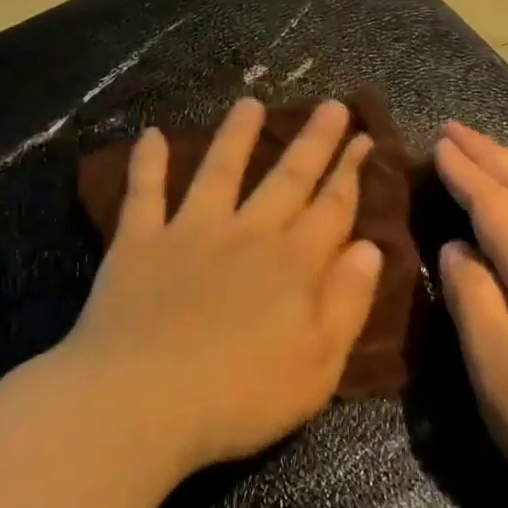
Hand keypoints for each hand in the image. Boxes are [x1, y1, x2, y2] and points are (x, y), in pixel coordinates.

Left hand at [63, 98, 384, 477]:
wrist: (139, 403)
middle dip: (314, 141)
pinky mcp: (139, 243)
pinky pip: (144, 194)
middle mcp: (246, 234)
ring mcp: (189, 233)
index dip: (351, 173)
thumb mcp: (318, 366)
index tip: (365, 139)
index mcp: (293, 265)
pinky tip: (148, 134)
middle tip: (331, 106)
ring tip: (250, 103)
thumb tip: (369, 249)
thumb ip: (346, 303)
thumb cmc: (238, 397)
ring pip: (219, 171)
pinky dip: (146, 163)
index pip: (332, 209)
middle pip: (287, 179)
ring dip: (237, 135)